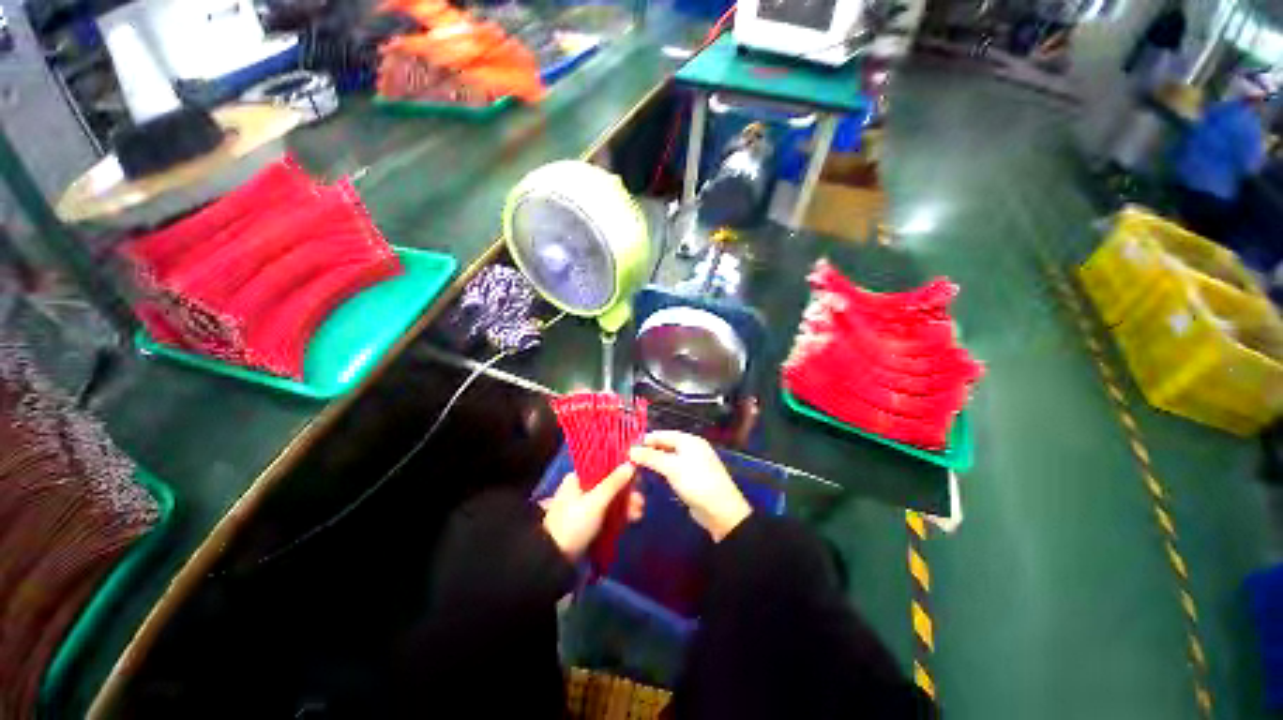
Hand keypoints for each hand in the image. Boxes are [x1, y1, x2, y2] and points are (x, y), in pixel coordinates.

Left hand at [541, 463, 643, 559]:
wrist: (555, 559)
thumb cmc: (574, 524)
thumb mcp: (596, 501)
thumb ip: (614, 482)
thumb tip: (631, 463)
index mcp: (578, 477)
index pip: (604, 467)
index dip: (622, 471)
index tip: (637, 478)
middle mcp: (582, 487)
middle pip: (611, 484)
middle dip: (627, 492)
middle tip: (640, 501)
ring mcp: (587, 505)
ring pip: (612, 499)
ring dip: (627, 504)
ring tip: (639, 513)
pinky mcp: (591, 520)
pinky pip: (610, 512)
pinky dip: (621, 514)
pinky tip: (632, 519)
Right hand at [629, 431, 750, 541]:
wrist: (721, 510)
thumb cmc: (696, 482)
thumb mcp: (671, 468)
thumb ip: (651, 457)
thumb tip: (631, 451)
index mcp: (689, 440)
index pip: (663, 434)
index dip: (646, 439)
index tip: (629, 447)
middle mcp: (693, 448)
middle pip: (667, 445)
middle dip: (650, 450)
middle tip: (631, 459)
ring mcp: (694, 463)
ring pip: (670, 458)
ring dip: (656, 461)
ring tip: (638, 468)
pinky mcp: (694, 478)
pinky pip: (675, 469)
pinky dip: (664, 471)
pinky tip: (654, 477)